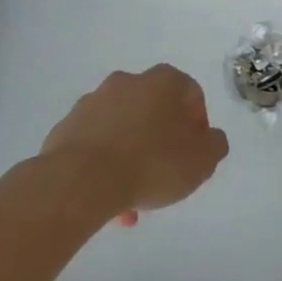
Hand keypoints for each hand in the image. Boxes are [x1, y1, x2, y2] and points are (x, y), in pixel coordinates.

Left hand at [42, 65, 228, 226]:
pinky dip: (104, 165)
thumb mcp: (203, 159)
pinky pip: (95, 144)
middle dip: (162, 142)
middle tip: (166, 176)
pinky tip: (109, 197)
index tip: (195, 155)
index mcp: (164, 81)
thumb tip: (208, 139)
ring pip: (123, 129)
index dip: (198, 126)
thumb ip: (215, 145)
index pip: (191, 95)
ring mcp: (93, 102)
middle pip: (154, 112)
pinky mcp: (67, 126)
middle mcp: (128, 82)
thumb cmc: (151, 163)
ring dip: (132, 157)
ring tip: (134, 199)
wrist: (81, 180)